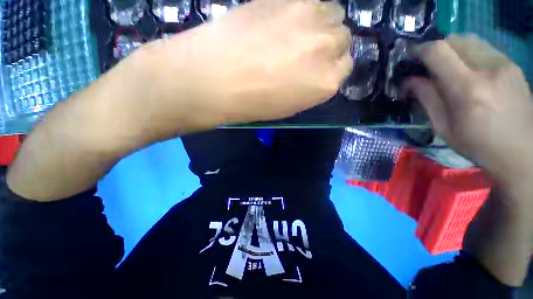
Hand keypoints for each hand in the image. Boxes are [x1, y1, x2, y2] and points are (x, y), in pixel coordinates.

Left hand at [139, 0, 350, 129]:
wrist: (215, 78)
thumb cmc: (252, 103)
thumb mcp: (288, 105)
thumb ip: (309, 86)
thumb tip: (314, 70)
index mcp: (326, 83)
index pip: (344, 67)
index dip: (329, 67)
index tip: (315, 68)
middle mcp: (329, 48)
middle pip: (342, 38)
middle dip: (327, 45)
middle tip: (304, 50)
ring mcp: (312, 17)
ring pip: (332, 13)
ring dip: (318, 23)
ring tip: (294, 33)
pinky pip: (310, 0)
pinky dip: (303, 10)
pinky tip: (282, 20)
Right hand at [405, 34, 532, 185]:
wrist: (521, 151)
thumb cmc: (478, 144)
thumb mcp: (444, 127)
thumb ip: (427, 99)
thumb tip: (410, 81)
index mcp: (468, 89)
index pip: (439, 52)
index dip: (420, 50)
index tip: (410, 58)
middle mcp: (488, 69)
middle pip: (455, 40)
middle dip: (436, 49)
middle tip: (428, 66)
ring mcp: (504, 64)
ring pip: (470, 40)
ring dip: (453, 50)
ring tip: (449, 69)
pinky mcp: (512, 64)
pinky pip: (483, 48)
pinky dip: (468, 54)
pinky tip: (468, 71)